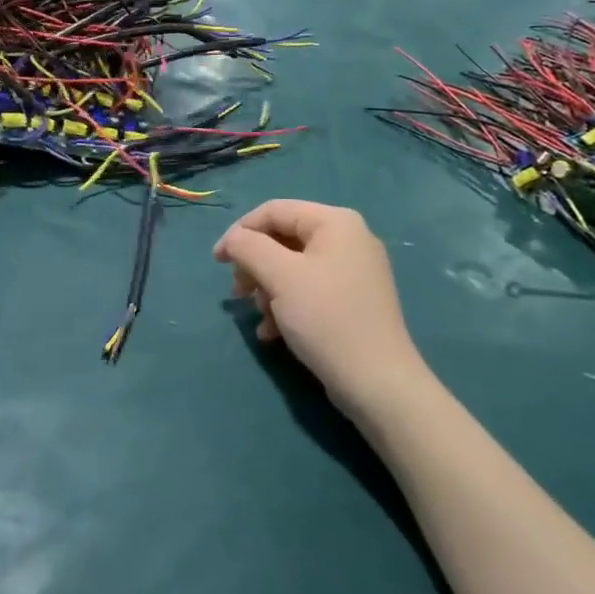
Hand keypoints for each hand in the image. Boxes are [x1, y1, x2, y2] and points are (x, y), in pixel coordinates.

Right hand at [213, 200, 426, 414]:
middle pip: (283, 238)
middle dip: (255, 266)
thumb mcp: (280, 276)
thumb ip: (249, 247)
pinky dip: (286, 305)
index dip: (240, 232)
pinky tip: (273, 332)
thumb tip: (233, 239)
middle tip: (239, 293)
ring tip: (261, 318)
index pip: (274, 211)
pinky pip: (309, 289)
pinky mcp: (352, 300)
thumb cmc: (326, 318)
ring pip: (292, 267)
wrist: (377, 382)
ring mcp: (353, 271)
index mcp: (336, 222)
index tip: (217, 262)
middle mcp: (348, 238)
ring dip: (268, 289)